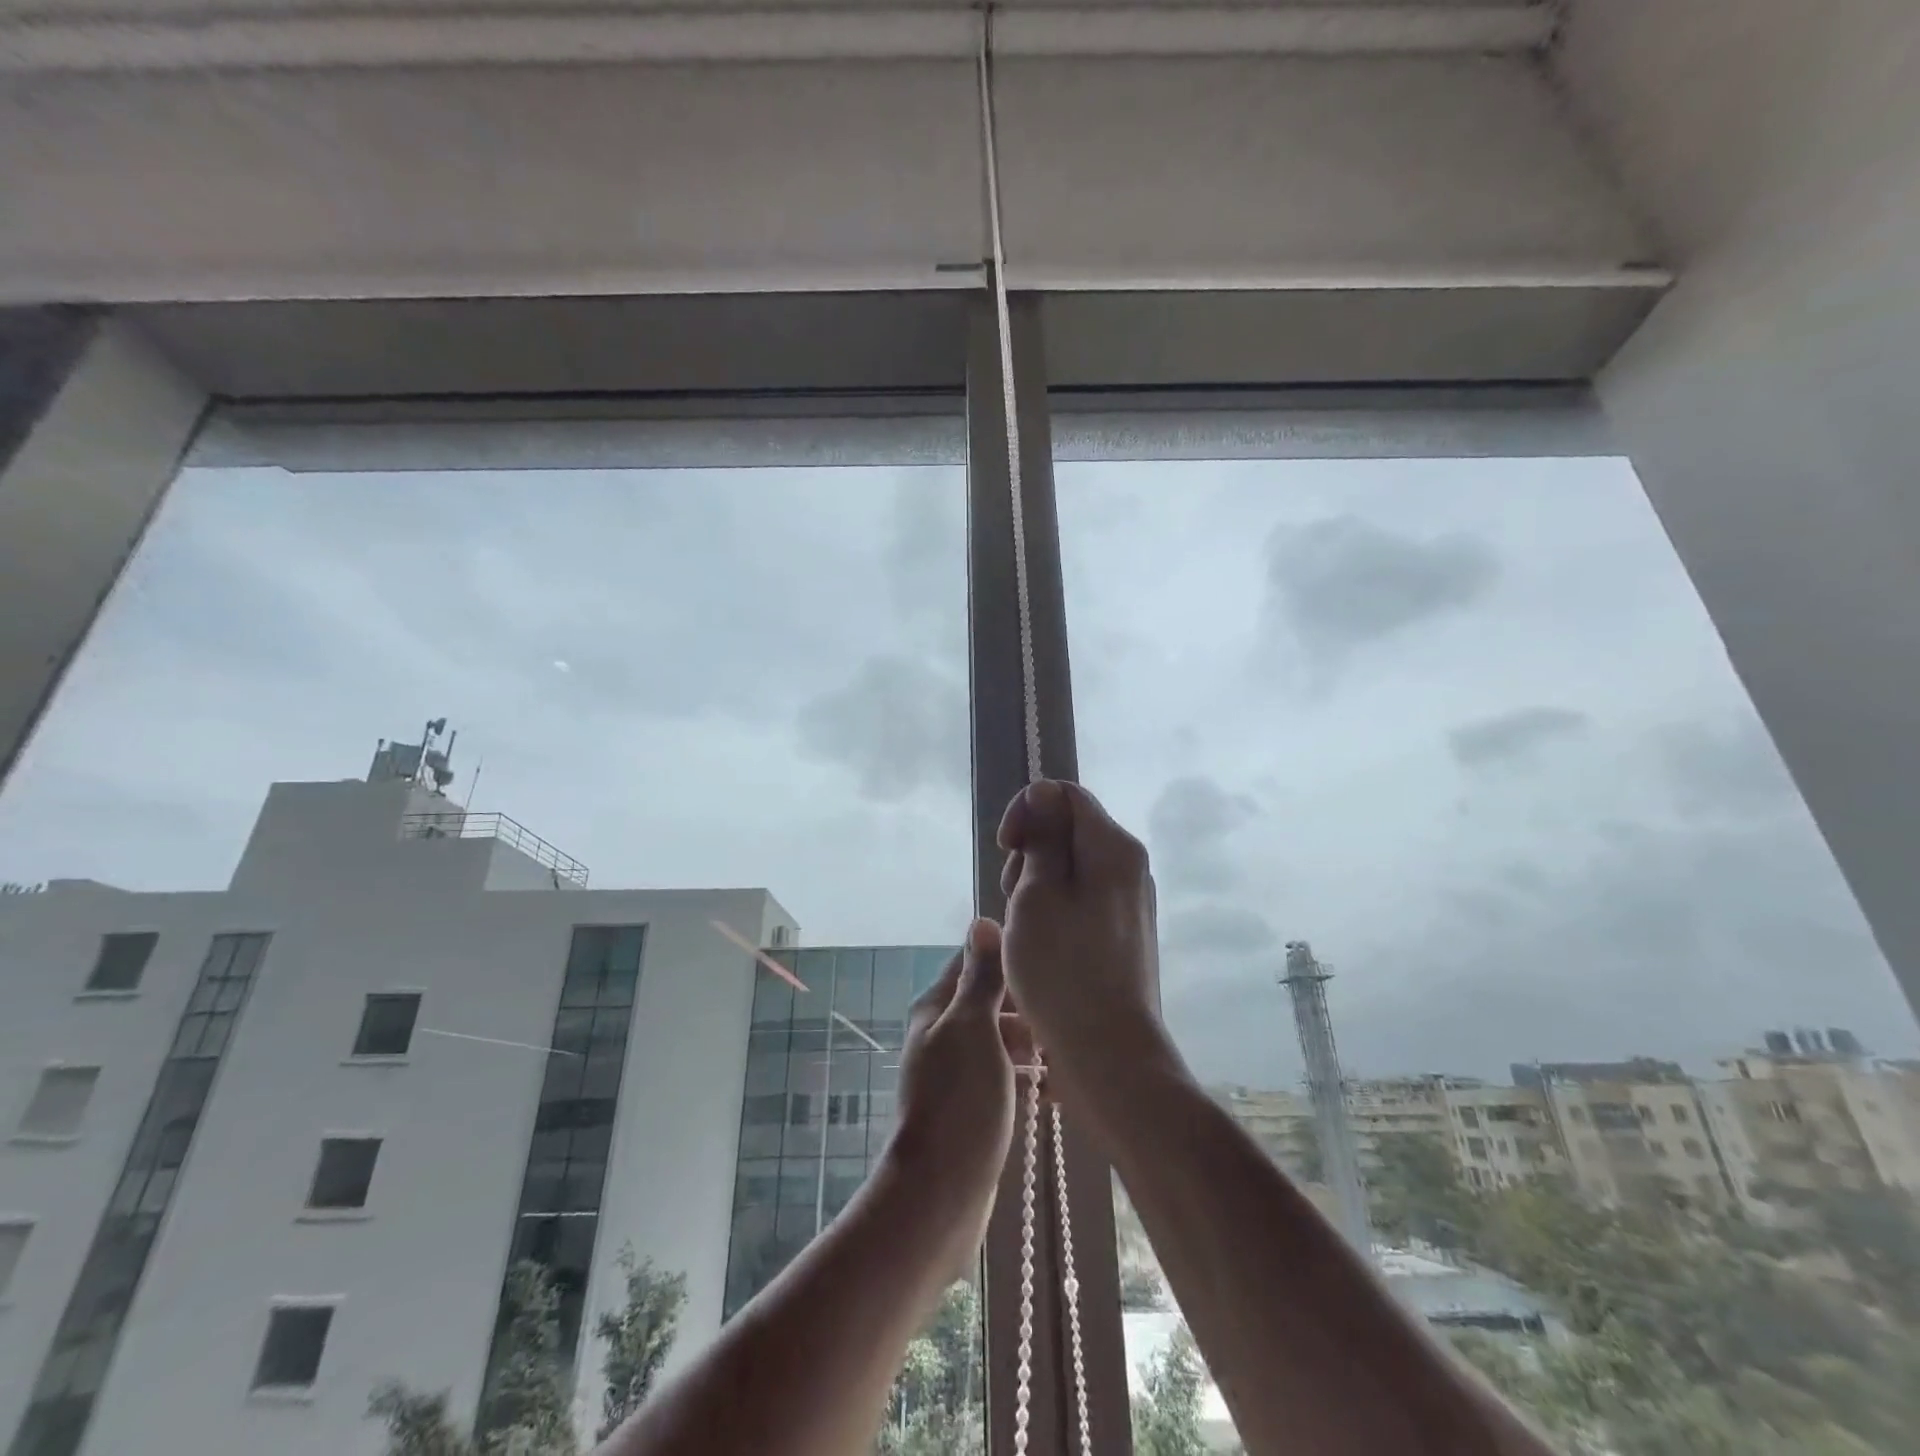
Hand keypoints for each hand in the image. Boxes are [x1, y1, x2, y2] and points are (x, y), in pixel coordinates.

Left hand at [884, 919, 1031, 1252]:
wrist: (941, 1193)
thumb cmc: (960, 1099)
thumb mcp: (973, 1026)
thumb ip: (980, 977)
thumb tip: (982, 920)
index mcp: (936, 1009)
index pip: (972, 963)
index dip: (1007, 958)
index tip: (1047, 960)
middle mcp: (941, 1035)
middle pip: (987, 1002)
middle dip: (1023, 1004)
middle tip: (1061, 1014)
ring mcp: (954, 1073)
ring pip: (997, 1040)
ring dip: (1027, 1040)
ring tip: (1061, 1050)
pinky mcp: (969, 1107)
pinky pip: (1000, 1075)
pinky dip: (1022, 1073)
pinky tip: (1049, 1085)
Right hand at [997, 780, 1174, 1098]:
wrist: (1110, 1054)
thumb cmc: (1062, 969)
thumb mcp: (1037, 894)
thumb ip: (1042, 837)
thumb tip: (1044, 793)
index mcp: (1112, 847)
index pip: (1064, 795)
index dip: (1027, 811)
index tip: (1005, 849)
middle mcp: (1130, 865)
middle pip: (1070, 830)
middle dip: (1031, 852)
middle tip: (1013, 897)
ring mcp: (1131, 901)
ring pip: (1074, 867)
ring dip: (1039, 885)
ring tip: (1024, 928)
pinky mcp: (1126, 932)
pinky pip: (1084, 899)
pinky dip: (1057, 909)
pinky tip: (1042, 945)